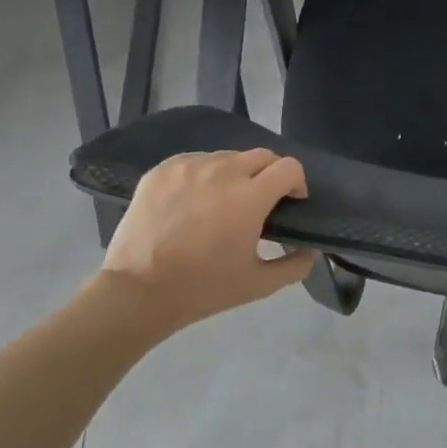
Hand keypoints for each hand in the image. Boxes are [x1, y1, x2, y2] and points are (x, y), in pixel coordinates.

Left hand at [98, 149, 313, 329]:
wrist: (137, 292)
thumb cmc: (202, 288)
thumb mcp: (258, 285)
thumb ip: (294, 267)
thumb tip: (309, 252)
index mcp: (250, 197)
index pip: (289, 167)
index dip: (297, 182)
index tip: (291, 202)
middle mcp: (222, 171)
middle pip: (261, 155)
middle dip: (271, 174)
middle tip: (262, 202)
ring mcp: (188, 167)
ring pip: (227, 157)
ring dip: (237, 173)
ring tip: (225, 200)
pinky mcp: (161, 170)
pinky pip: (195, 161)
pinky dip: (205, 174)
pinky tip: (196, 199)